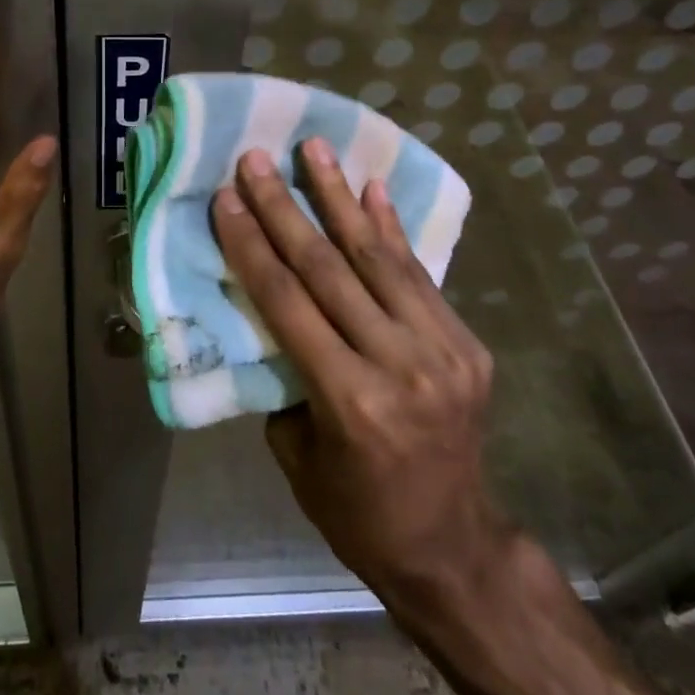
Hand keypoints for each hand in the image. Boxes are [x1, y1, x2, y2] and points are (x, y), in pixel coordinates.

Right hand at [213, 142, 522, 614]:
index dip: (252, 245)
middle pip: (329, 269)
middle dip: (285, 207)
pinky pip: (420, 276)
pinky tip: (373, 188)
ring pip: (378, 258)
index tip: (227, 198)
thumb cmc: (357, 512)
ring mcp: (443, 351)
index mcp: (350, 401)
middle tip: (257, 159)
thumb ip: (285, 374)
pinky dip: (392, 230)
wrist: (453, 546)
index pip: (288, 302)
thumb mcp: (296, 453)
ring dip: (341, 197)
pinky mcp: (468, 344)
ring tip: (315, 148)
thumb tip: (268, 308)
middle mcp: (400, 366)